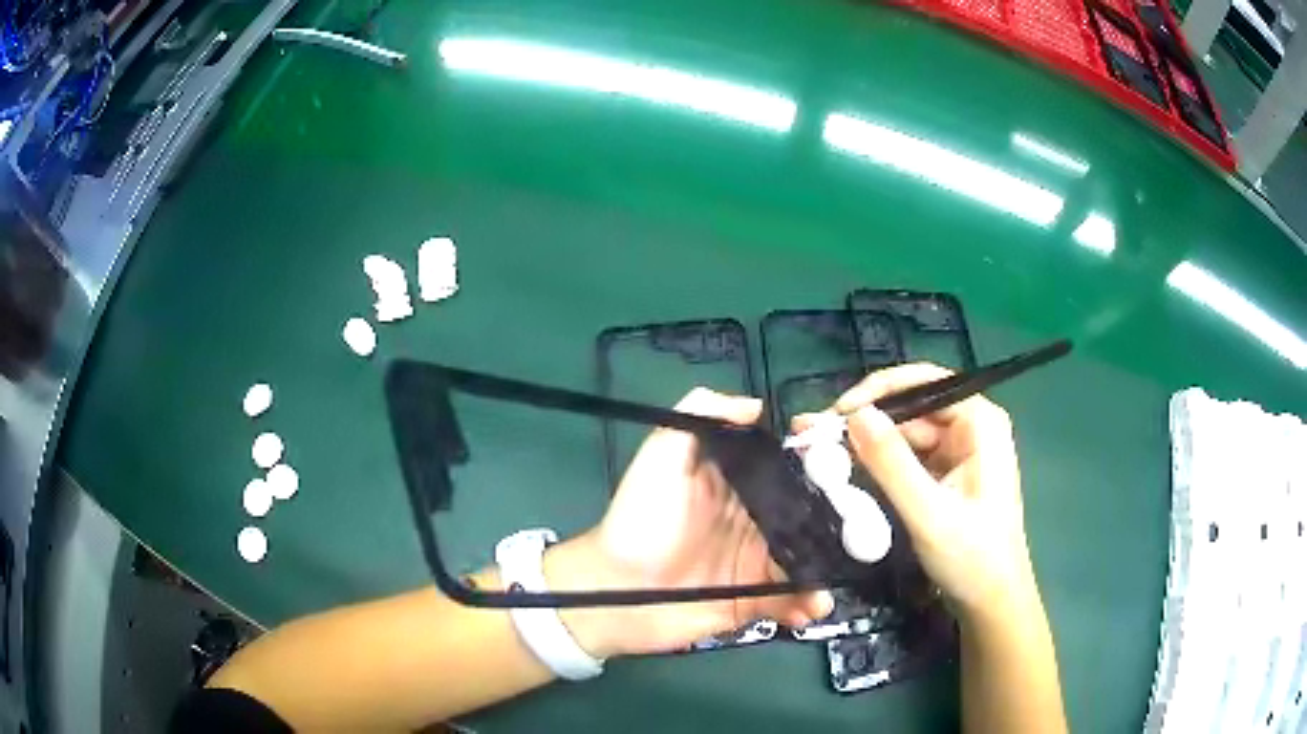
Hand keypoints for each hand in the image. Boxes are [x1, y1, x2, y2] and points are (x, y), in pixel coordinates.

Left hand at [545, 388, 832, 657]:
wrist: (612, 591)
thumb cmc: (638, 519)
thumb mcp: (661, 453)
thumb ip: (699, 414)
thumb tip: (757, 405)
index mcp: (739, 485)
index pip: (790, 472)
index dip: (822, 471)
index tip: (853, 473)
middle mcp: (755, 522)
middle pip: (809, 520)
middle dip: (840, 528)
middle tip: (864, 537)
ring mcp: (755, 565)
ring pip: (806, 563)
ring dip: (826, 572)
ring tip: (829, 584)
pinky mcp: (751, 602)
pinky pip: (788, 601)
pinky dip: (804, 605)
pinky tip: (808, 608)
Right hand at [802, 363, 1038, 618]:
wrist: (990, 604)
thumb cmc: (972, 558)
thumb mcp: (928, 512)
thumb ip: (891, 463)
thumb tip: (854, 414)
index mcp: (979, 423)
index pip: (924, 383)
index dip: (877, 392)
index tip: (835, 414)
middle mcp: (971, 428)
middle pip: (911, 409)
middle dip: (864, 422)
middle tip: (814, 437)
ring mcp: (959, 453)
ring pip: (904, 436)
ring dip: (866, 446)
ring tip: (821, 456)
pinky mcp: (946, 477)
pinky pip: (907, 460)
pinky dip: (878, 467)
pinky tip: (848, 473)